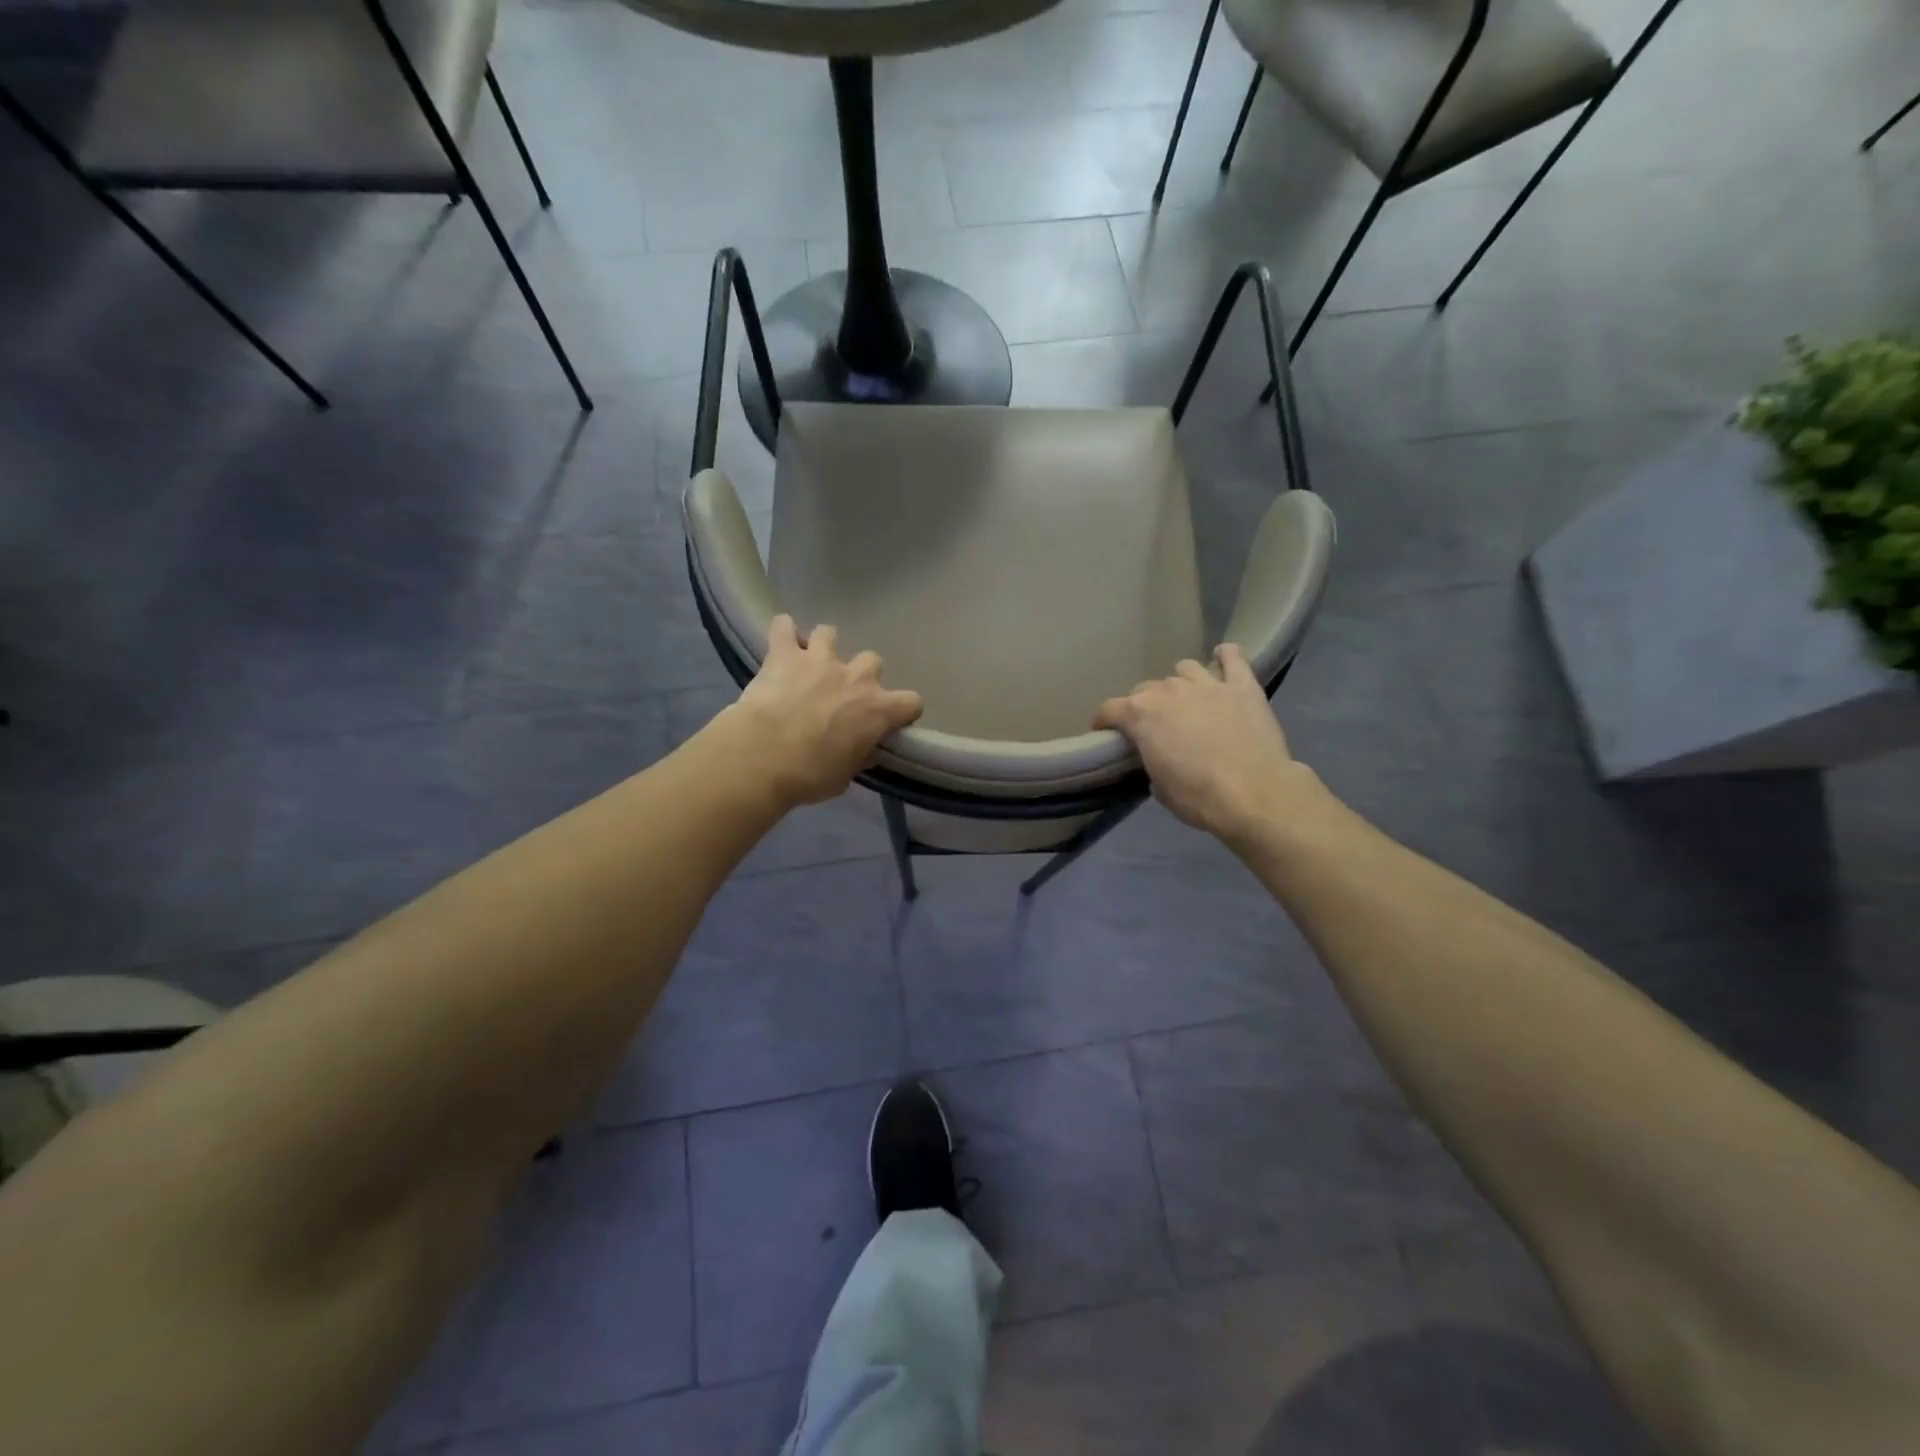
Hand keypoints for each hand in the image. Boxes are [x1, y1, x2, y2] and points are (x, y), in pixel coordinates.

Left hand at [725, 615, 923, 806]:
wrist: (763, 757)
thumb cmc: (809, 775)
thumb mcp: (845, 776)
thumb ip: (860, 756)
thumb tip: (866, 750)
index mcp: (878, 710)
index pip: (912, 702)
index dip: (902, 711)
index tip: (888, 721)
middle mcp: (856, 677)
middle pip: (873, 660)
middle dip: (860, 675)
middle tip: (842, 694)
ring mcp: (820, 660)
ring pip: (829, 634)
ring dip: (822, 647)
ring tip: (809, 664)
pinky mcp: (784, 654)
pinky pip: (784, 626)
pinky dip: (783, 632)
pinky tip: (780, 644)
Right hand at [1094, 644, 1320, 846]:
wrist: (1255, 794)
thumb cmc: (1199, 797)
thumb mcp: (1159, 787)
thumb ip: (1151, 761)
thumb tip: (1158, 756)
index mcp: (1141, 714)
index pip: (1109, 709)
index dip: (1104, 722)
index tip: (1106, 734)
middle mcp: (1169, 690)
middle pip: (1145, 689)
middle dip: (1143, 706)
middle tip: (1153, 727)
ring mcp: (1208, 684)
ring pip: (1184, 669)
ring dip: (1180, 684)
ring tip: (1187, 701)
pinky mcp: (1243, 686)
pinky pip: (1232, 658)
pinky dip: (1225, 657)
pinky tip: (1222, 661)